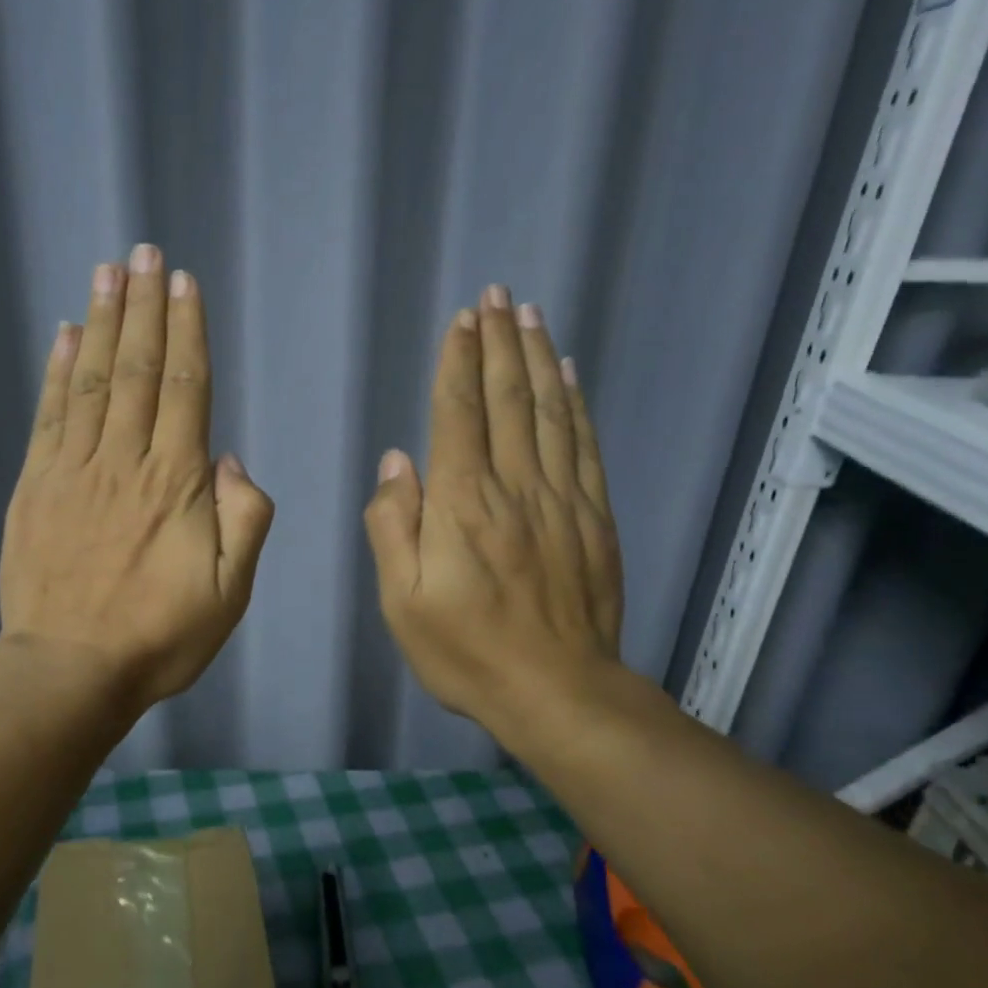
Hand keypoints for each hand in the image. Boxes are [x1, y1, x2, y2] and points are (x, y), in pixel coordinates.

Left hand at [0, 245, 274, 712]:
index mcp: (176, 483)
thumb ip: (244, 521)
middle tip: (145, 253)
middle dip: (146, 308)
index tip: (184, 284)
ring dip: (103, 322)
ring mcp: (73, 470)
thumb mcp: (230, 593)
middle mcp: (125, 461)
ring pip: (92, 380)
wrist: (70, 671)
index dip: (187, 332)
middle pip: (137, 370)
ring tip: (108, 272)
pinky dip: (57, 371)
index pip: (185, 389)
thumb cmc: (160, 636)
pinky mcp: (35, 486)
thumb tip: (229, 458)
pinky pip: (49, 416)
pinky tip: (65, 335)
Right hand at [363, 285, 622, 741]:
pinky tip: (569, 375)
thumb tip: (397, 463)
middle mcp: (513, 487)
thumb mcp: (402, 601)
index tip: (460, 321)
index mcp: (462, 504)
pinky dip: (575, 404)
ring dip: (536, 359)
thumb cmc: (466, 651)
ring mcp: (561, 499)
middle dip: (498, 342)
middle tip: (495, 295)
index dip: (458, 363)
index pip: (458, 414)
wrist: (557, 692)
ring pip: (548, 412)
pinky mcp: (594, 517)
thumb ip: (393, 528)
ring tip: (529, 315)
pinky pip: (583, 446)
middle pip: (507, 399)